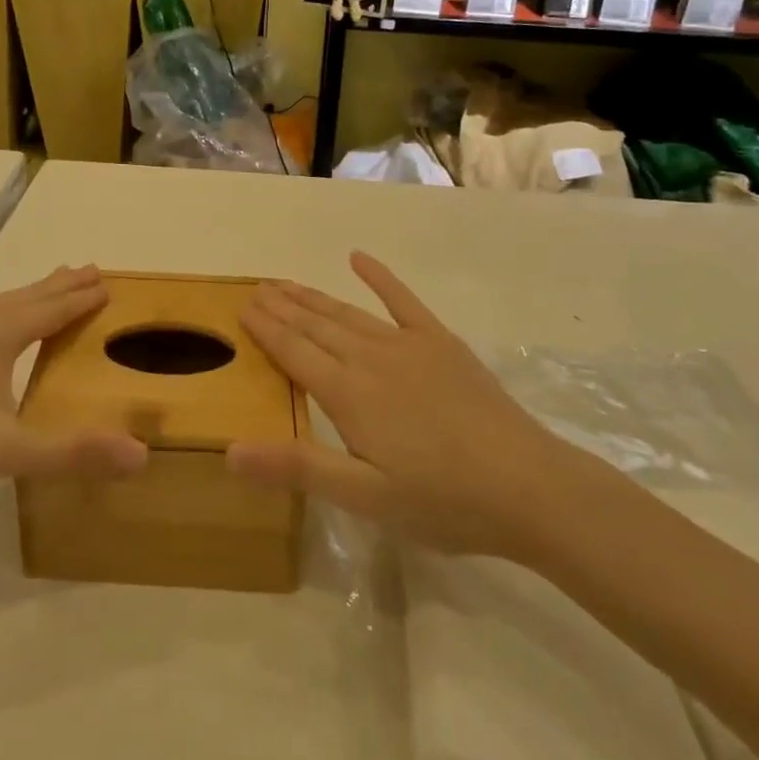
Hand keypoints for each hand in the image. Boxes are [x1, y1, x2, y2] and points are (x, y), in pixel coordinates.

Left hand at [0, 266, 147, 518]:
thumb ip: (73, 452)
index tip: (107, 282)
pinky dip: (4, 307)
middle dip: (61, 284)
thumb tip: (142, 455)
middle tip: (90, 268)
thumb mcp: (9, 452)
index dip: (81, 298)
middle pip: (27, 296)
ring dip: (32, 293)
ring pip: (0, 302)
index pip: (51, 309)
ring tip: (52, 284)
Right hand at [229, 252, 570, 558]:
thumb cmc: (442, 501)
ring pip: (347, 312)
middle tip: (257, 288)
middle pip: (315, 325)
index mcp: (347, 394)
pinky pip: (402, 300)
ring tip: (286, 283)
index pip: (293, 352)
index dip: (265, 329)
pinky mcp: (441, 342)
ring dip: (313, 296)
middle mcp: (370, 357)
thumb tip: (230, 450)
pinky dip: (379, 276)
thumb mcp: (365, 498)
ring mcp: (408, 344)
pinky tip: (358, 258)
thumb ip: (299, 468)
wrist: (528, 486)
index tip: (242, 307)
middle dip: (282, 306)